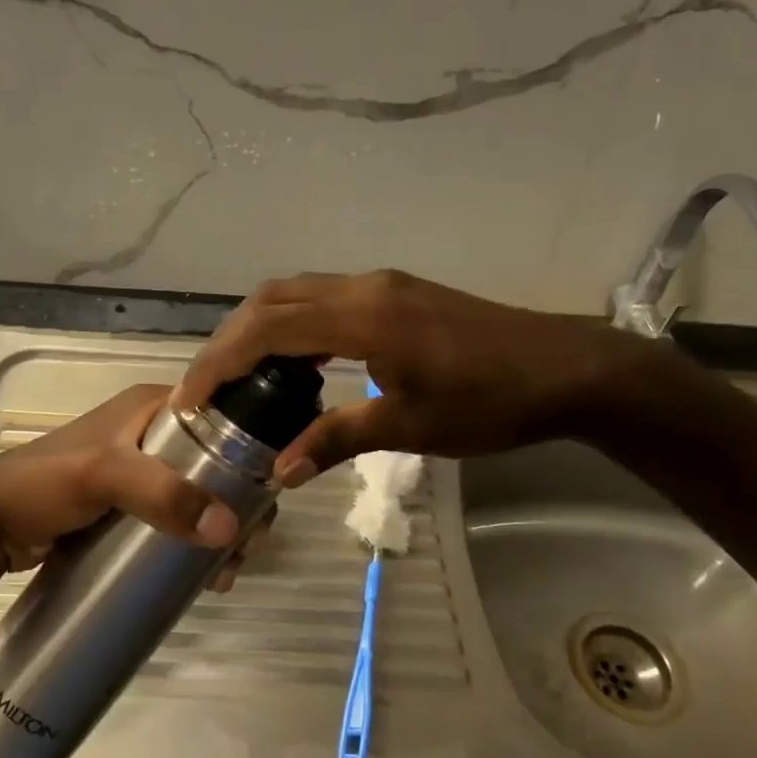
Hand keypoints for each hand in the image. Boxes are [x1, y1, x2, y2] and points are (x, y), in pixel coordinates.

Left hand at [0, 385, 271, 586]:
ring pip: (198, 496)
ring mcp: (140, 472)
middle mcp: (152, 433)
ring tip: (225, 573)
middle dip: (238, 506)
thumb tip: (229, 529)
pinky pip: (175, 518)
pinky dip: (193, 541)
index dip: (249, 456)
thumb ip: (163, 494)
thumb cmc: (44, 482)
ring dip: (219, 529)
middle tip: (247, 549)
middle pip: (215, 465)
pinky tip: (203, 575)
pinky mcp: (128, 506)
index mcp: (153, 407)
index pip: (221, 420)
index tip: (266, 502)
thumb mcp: (104, 475)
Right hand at [174, 270, 662, 484]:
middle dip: (230, 340)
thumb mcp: (410, 427)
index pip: (267, 329)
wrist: (566, 368)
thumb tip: (278, 471)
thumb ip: (336, 440)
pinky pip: (326, 300)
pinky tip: (297, 363)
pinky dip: (295, 325)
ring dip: (260, 328)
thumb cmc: (490, 402)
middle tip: (207, 387)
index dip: (220, 361)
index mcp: (363, 317)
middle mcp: (364, 288)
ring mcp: (383, 286)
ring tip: (240, 377)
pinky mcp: (398, 293)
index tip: (189, 399)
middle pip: (272, 299)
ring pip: (298, 293)